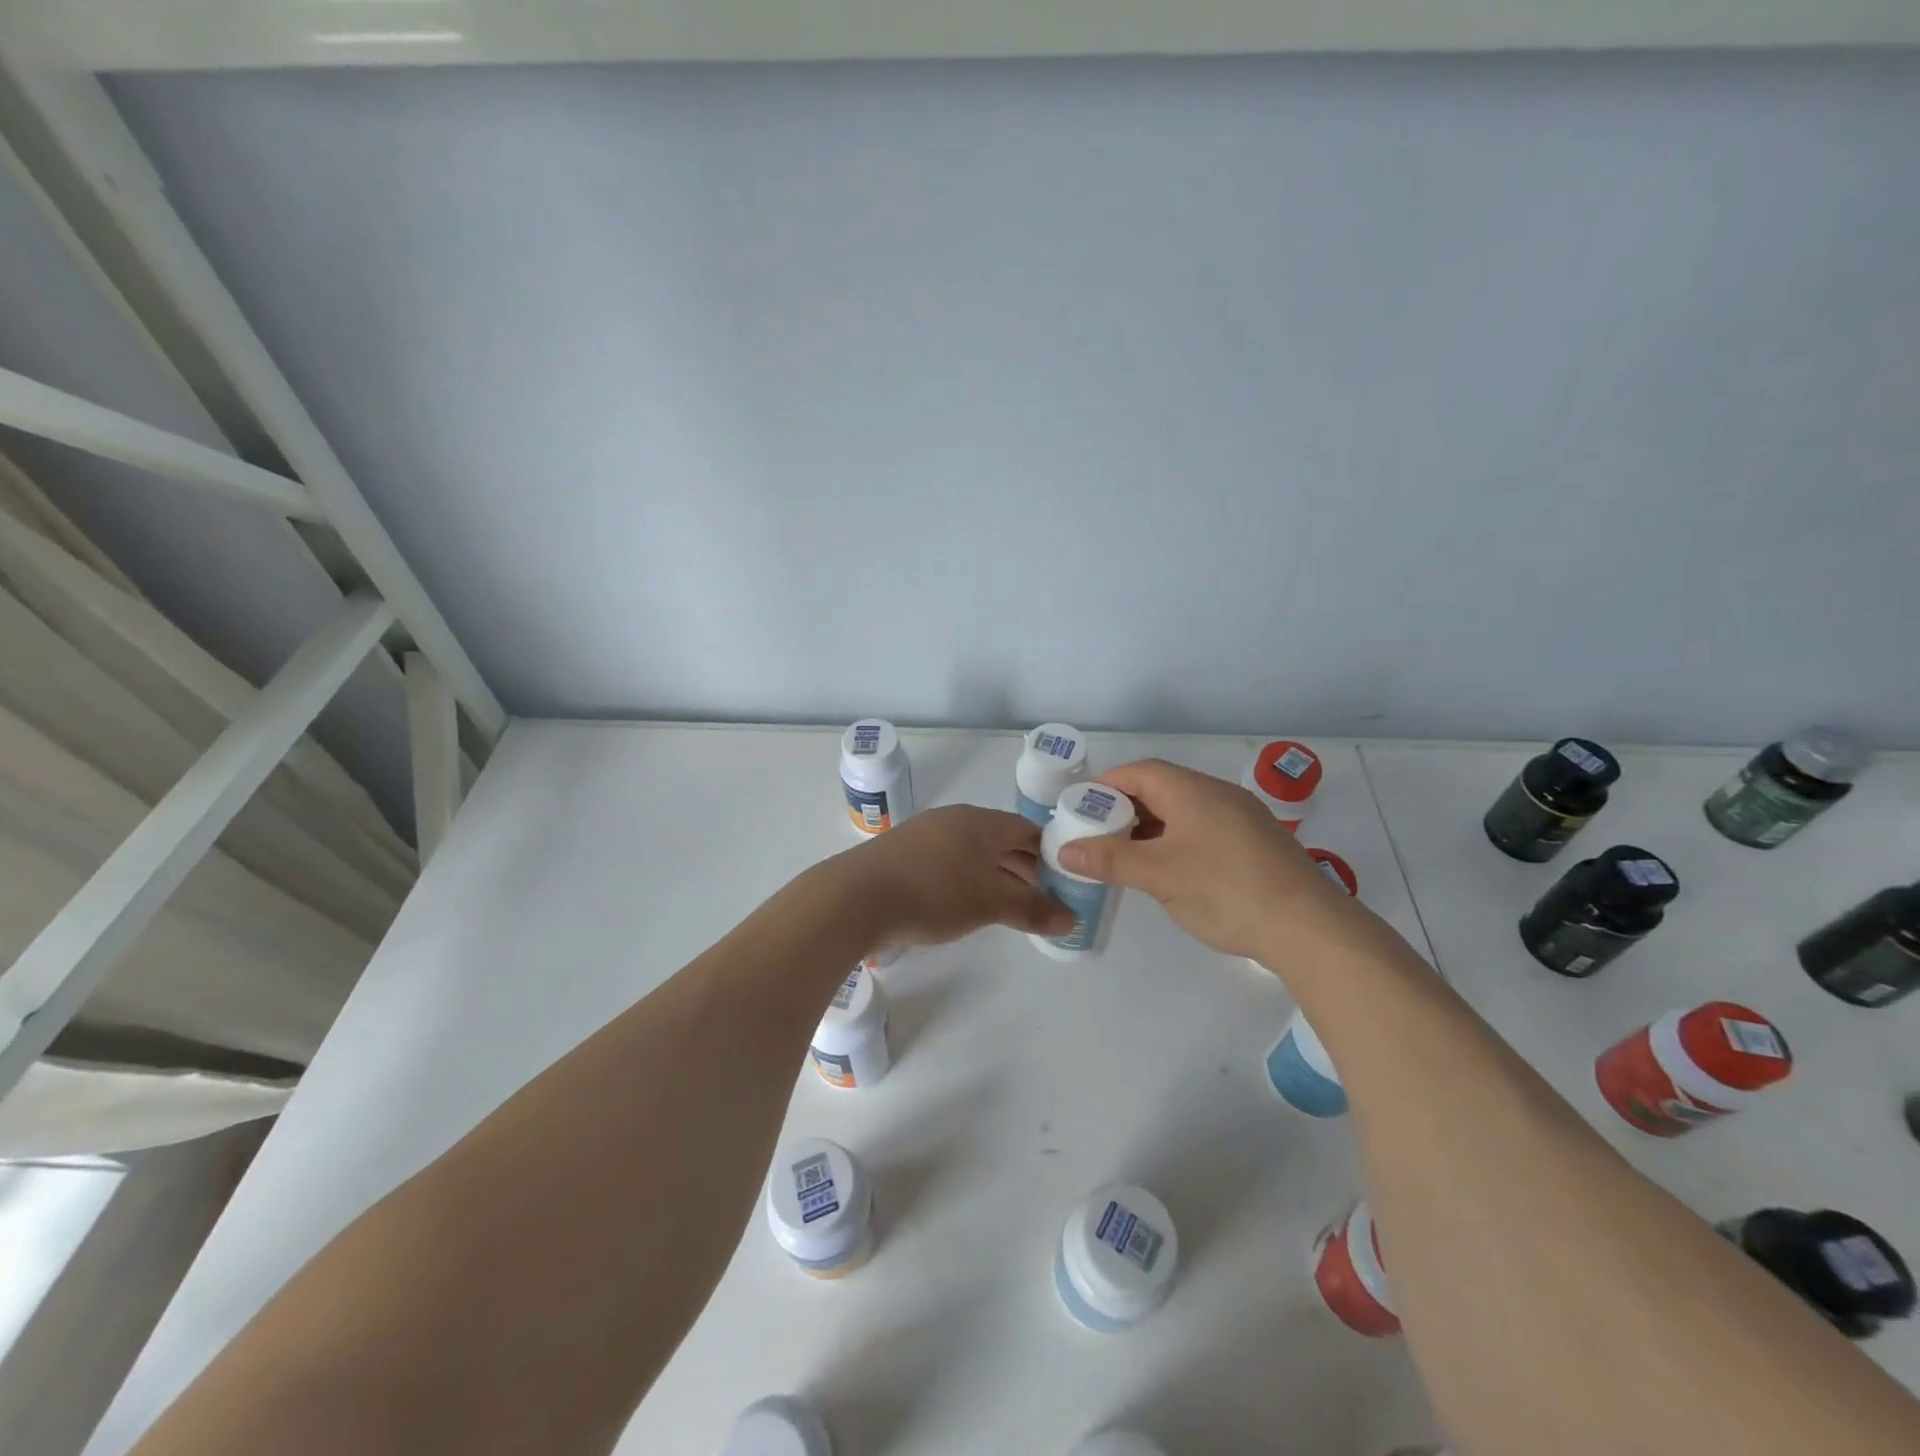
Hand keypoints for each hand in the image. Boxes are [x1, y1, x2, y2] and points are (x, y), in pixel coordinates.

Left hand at [841, 805, 1074, 947]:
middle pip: (1001, 841)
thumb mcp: (990, 903)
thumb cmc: (934, 892)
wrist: (856, 897)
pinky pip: (949, 864)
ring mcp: (925, 835)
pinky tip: (967, 905)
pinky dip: (967, 881)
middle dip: (1025, 868)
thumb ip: (1032, 909)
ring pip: (974, 853)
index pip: (1028, 830)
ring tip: (1011, 906)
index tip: (1067, 879)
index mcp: (981, 821)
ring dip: (996, 876)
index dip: (1051, 853)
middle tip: (1045, 898)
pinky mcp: (903, 856)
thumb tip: (1071, 919)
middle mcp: (954, 820)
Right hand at [1056, 759, 1363, 960]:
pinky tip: (1167, 869)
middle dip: (1124, 808)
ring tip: (1125, 854)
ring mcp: (1241, 818)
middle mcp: (1217, 794)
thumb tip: (1065, 850)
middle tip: (1096, 835)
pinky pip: (1203, 829)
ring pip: (1183, 811)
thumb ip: (1110, 860)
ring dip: (1150, 827)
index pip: (1138, 772)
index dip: (1105, 786)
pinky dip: (1175, 840)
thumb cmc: (1226, 891)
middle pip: (1160, 788)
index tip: (1079, 808)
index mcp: (1192, 791)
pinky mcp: (1255, 843)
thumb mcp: (1159, 876)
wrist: (1309, 927)